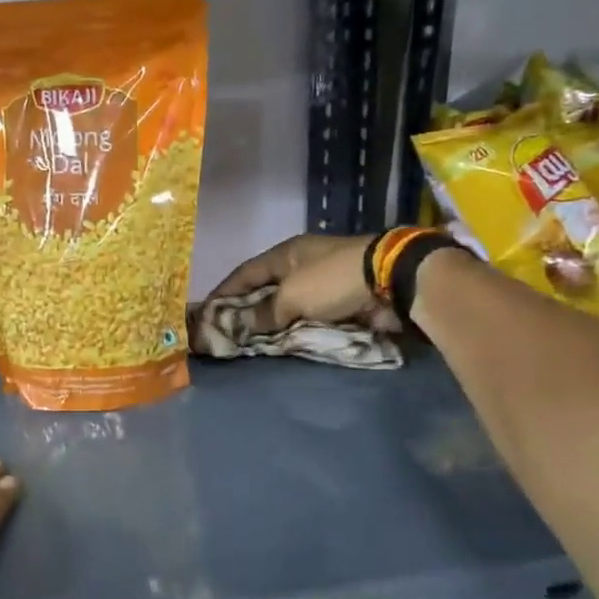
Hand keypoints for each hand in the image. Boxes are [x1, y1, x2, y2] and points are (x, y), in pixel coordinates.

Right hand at [207, 232, 398, 333]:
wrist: (392, 281)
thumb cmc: (333, 280)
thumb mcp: (292, 295)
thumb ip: (265, 312)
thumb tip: (242, 325)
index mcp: (286, 254)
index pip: (245, 273)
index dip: (225, 292)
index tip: (206, 311)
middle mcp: (300, 266)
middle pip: (265, 290)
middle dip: (246, 311)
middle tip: (226, 333)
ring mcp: (321, 284)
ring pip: (286, 307)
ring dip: (271, 324)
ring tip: (251, 345)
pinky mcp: (339, 302)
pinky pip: (308, 318)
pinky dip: (294, 330)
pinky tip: (281, 345)